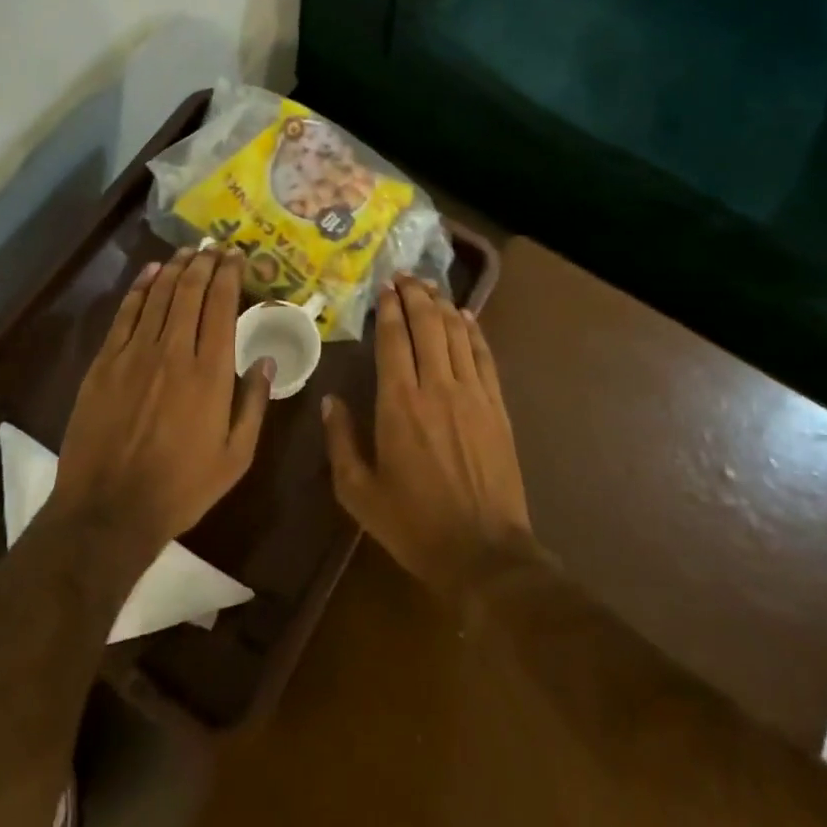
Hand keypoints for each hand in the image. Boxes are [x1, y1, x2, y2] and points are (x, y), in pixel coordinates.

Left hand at [53, 248, 272, 553]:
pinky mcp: (104, 363)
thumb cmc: (182, 486)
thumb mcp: (236, 456)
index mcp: (211, 372)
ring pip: (159, 295)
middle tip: (215, 247)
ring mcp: (134, 354)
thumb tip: (268, 360)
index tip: (237, 257)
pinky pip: (126, 313)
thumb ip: (255, 404)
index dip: (230, 274)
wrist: (109, 509)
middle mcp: (174, 351)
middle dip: (205, 262)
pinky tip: (151, 273)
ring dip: (176, 268)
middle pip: (191, 291)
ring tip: (188, 252)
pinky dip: (139, 288)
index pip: (222, 306)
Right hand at [323, 275, 533, 600]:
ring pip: (457, 334)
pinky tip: (465, 316)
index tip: (384, 287)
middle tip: (405, 276)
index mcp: (399, 405)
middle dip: (416, 295)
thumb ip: (341, 442)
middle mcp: (436, 388)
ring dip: (443, 305)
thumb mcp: (359, 492)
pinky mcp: (496, 406)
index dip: (390, 309)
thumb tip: (330, 401)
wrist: (482, 551)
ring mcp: (472, 394)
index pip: (394, 340)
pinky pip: (484, 356)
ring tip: (430, 286)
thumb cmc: (413, 524)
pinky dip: (473, 331)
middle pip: (427, 326)